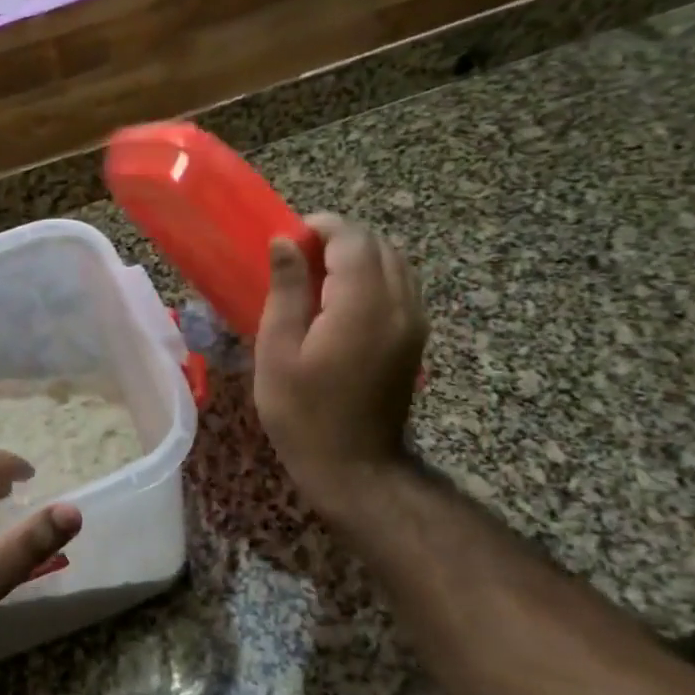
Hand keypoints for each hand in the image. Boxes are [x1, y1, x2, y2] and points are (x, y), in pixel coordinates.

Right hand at [253, 214, 427, 515]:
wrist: (356, 467)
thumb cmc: (303, 412)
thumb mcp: (278, 350)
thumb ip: (285, 289)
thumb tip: (285, 241)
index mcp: (363, 305)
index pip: (352, 239)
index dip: (319, 227)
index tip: (287, 239)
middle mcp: (400, 305)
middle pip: (378, 244)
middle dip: (338, 238)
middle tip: (297, 258)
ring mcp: (415, 322)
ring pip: (394, 262)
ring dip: (357, 256)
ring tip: (317, 277)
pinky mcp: (416, 338)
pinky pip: (400, 285)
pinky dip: (372, 276)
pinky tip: (341, 301)